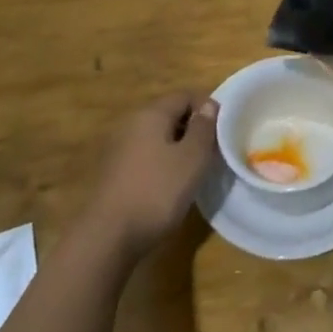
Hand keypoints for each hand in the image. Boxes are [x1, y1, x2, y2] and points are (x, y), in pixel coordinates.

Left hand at [83, 92, 217, 257]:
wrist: (109, 236)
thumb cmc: (157, 191)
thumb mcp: (191, 158)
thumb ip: (203, 128)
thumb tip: (209, 105)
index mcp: (151, 114)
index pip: (185, 95)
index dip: (207, 107)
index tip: (223, 131)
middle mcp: (133, 124)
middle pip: (170, 114)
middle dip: (194, 128)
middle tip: (213, 151)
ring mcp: (121, 148)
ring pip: (159, 137)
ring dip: (179, 147)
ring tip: (196, 170)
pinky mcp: (116, 172)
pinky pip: (147, 155)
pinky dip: (163, 162)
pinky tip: (172, 185)